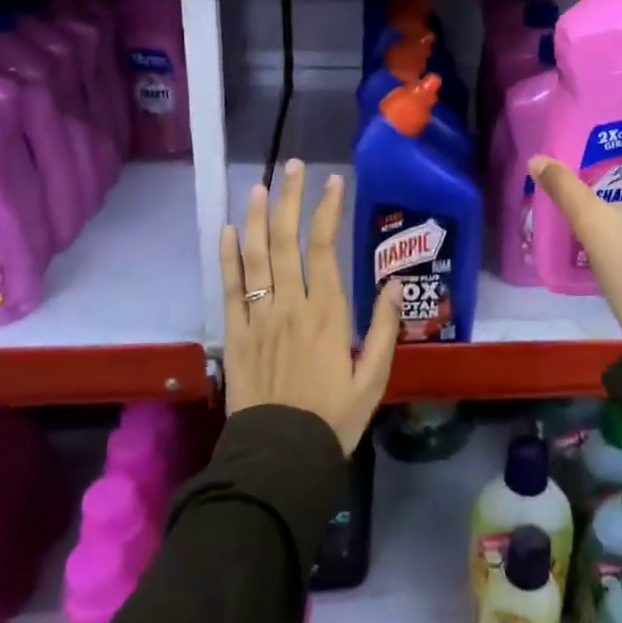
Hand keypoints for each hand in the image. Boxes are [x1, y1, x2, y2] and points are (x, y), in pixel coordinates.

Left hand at [220, 159, 399, 453]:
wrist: (281, 457)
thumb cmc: (334, 418)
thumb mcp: (373, 378)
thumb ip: (384, 328)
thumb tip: (394, 284)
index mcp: (327, 312)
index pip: (325, 247)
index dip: (327, 210)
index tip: (333, 181)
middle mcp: (290, 305)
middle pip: (286, 241)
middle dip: (290, 199)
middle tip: (292, 166)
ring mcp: (258, 317)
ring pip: (255, 257)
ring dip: (256, 217)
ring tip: (259, 185)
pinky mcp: (235, 335)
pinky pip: (229, 289)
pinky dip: (227, 258)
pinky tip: (227, 231)